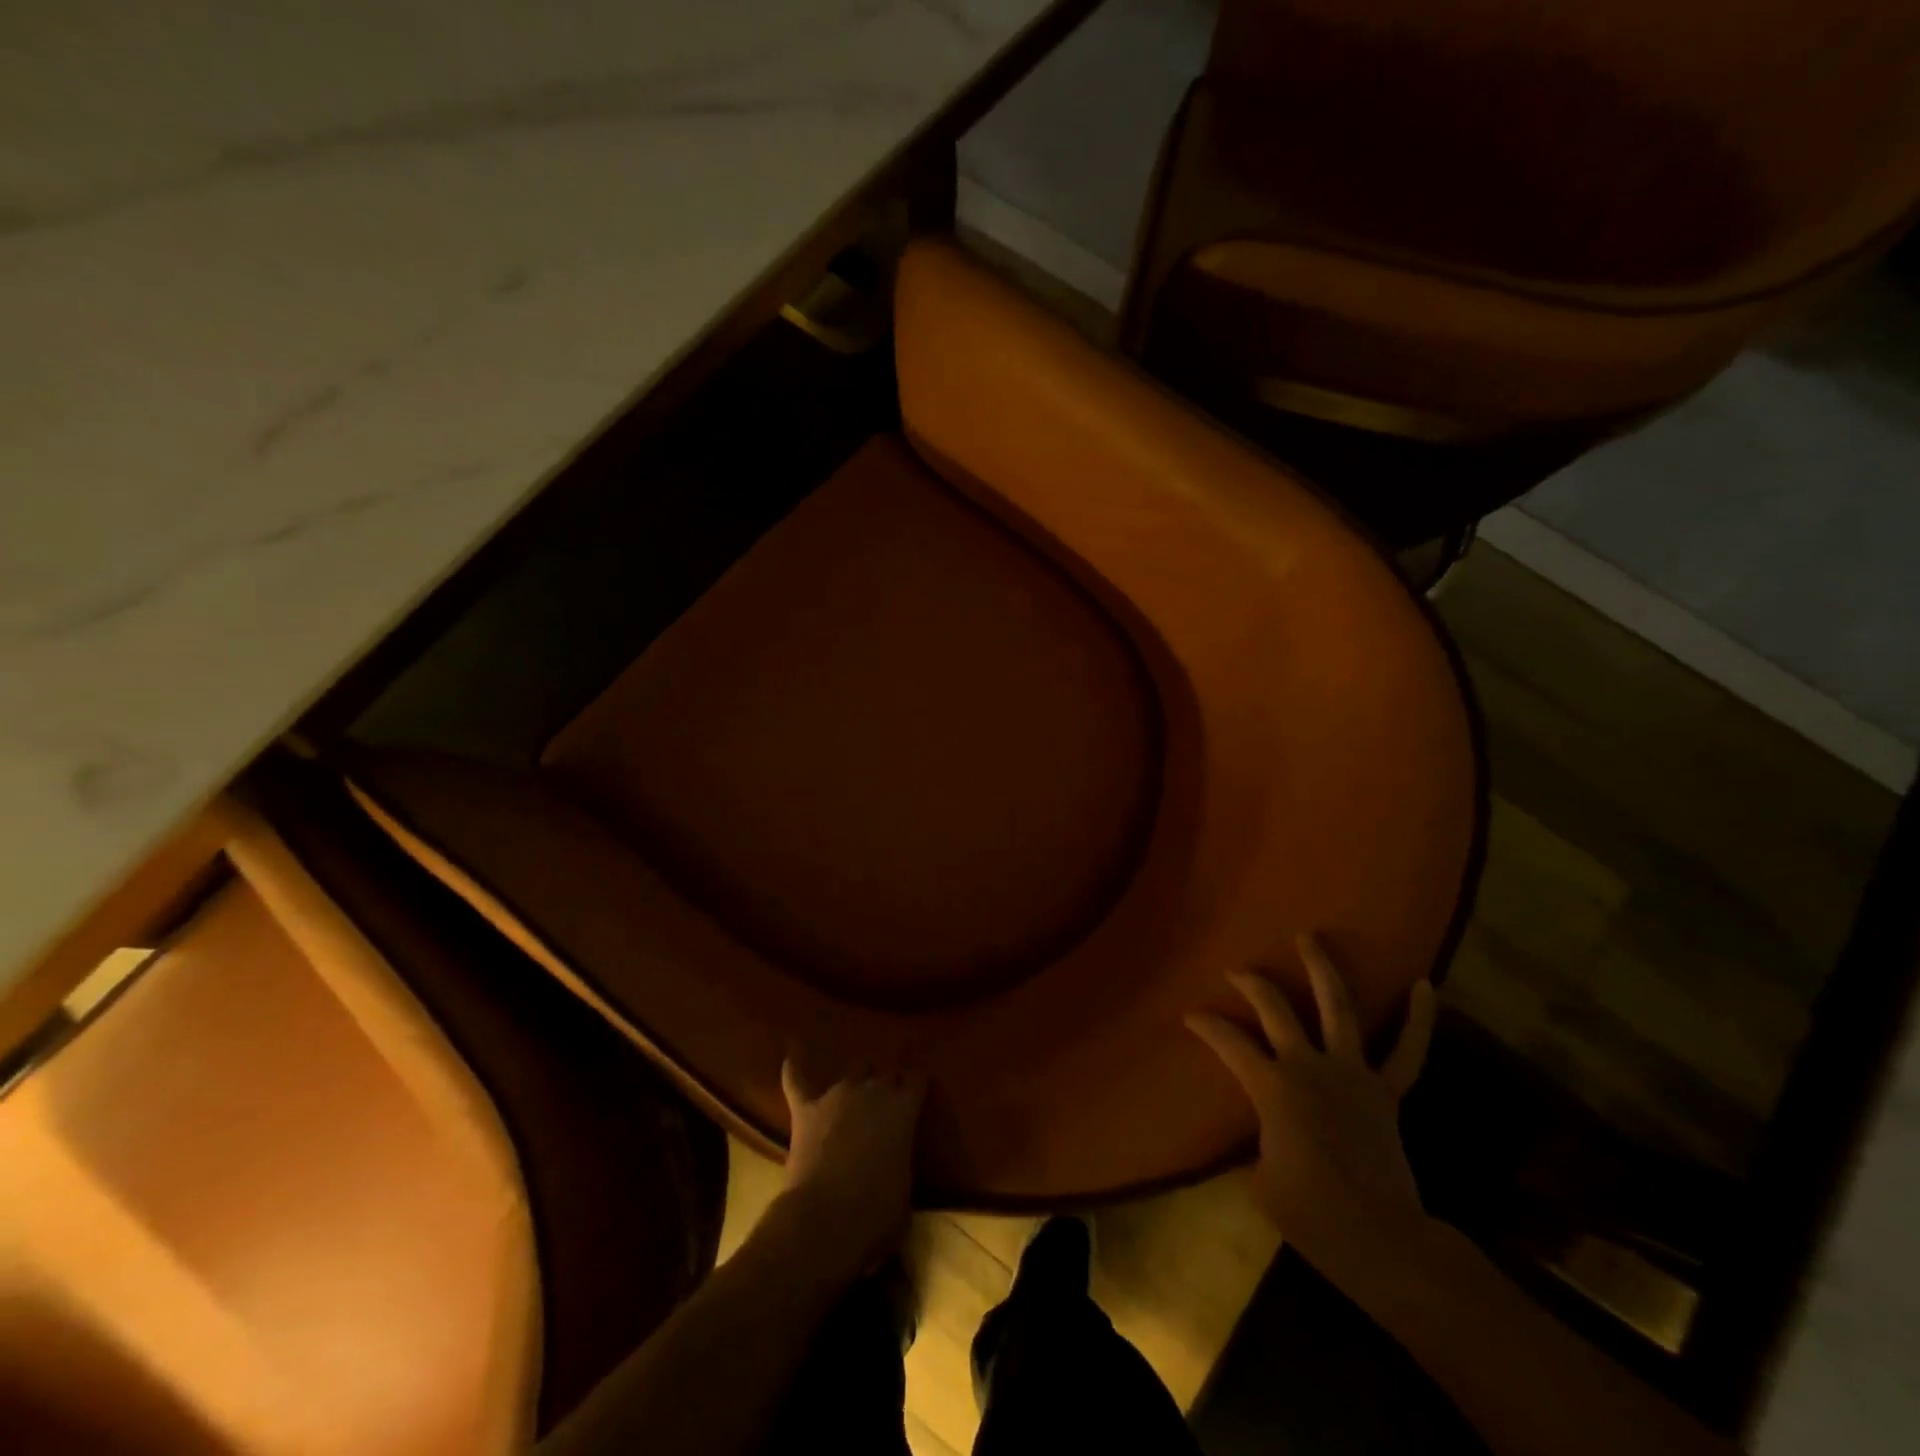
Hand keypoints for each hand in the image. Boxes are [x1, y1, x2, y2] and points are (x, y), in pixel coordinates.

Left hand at [777, 1058, 925, 1278]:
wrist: (826, 1219)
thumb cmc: (877, 1215)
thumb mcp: (905, 1193)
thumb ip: (901, 1165)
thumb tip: (894, 1170)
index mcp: (904, 1109)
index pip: (917, 1080)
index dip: (916, 1086)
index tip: (916, 1093)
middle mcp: (874, 1091)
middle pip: (886, 1071)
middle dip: (888, 1082)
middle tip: (888, 1100)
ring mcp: (837, 1095)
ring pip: (853, 1071)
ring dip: (858, 1080)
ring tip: (857, 1089)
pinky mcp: (806, 1109)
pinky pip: (797, 1079)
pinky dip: (795, 1067)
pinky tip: (791, 1054)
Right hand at [1186, 936, 1436, 1261]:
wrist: (1379, 1239)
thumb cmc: (1310, 1213)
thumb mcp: (1261, 1178)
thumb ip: (1260, 1142)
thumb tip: (1269, 1135)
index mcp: (1272, 1086)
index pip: (1228, 1043)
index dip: (1206, 1026)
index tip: (1190, 1016)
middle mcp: (1309, 1066)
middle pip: (1276, 1009)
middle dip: (1253, 984)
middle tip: (1237, 970)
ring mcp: (1352, 1073)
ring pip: (1337, 1008)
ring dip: (1322, 969)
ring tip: (1310, 938)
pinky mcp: (1387, 1092)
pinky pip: (1407, 1051)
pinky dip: (1418, 1018)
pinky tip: (1425, 985)